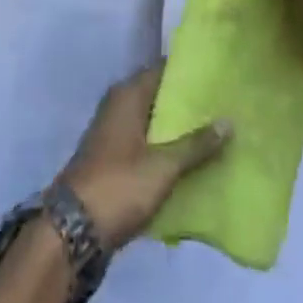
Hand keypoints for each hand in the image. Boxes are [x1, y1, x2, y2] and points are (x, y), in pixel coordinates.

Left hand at [58, 65, 229, 249]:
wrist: (73, 232)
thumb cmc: (119, 186)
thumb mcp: (163, 166)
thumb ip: (195, 145)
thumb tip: (229, 121)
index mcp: (128, 94)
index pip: (164, 70)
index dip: (191, 72)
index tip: (219, 75)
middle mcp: (119, 106)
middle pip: (160, 96)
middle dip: (189, 104)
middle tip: (225, 105)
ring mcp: (114, 134)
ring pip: (154, 123)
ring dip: (179, 129)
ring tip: (217, 132)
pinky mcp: (114, 160)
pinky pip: (147, 144)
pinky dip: (167, 149)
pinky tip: (193, 160)